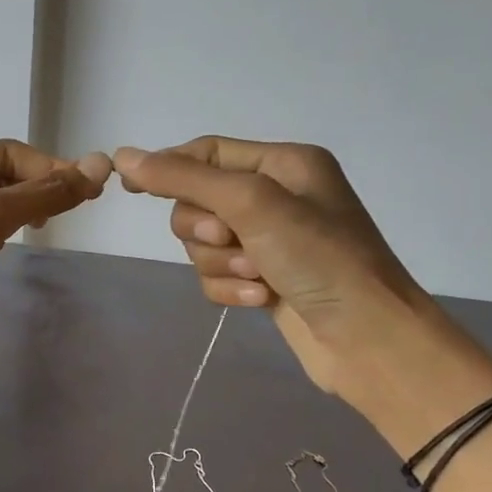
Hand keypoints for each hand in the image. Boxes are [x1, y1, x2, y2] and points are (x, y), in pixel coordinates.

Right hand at [111, 136, 428, 393]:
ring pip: (203, 245)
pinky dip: (230, 288)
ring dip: (221, 264)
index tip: (129, 189)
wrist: (367, 339)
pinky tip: (260, 300)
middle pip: (198, 202)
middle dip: (205, 229)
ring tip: (257, 277)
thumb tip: (124, 156)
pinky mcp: (263, 279)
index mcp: (282, 163)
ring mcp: (270, 241)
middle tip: (231, 241)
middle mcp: (276, 196)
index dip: (167, 168)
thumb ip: (184, 179)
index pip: (207, 152)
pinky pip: (217, 275)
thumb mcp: (251, 204)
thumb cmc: (319, 258)